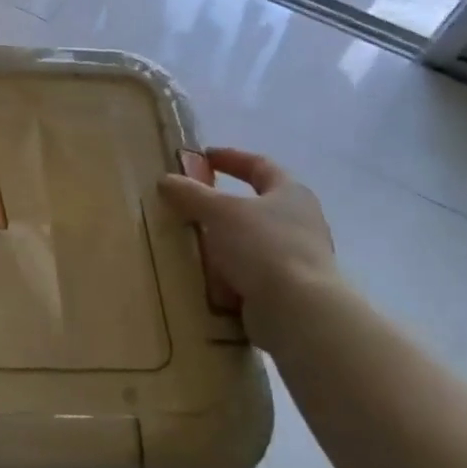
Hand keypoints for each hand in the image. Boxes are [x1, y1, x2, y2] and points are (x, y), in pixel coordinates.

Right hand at [160, 149, 335, 353]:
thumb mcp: (219, 212)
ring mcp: (297, 258)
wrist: (298, 311)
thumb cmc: (263, 246)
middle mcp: (301, 222)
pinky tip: (206, 277)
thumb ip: (191, 194)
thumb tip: (165, 180)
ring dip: (224, 241)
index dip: (231, 158)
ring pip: (252, 241)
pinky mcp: (288, 289)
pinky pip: (250, 273)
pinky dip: (229, 273)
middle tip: (192, 203)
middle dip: (224, 205)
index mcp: (291, 194)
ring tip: (191, 242)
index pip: (259, 165)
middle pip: (257, 205)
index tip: (203, 156)